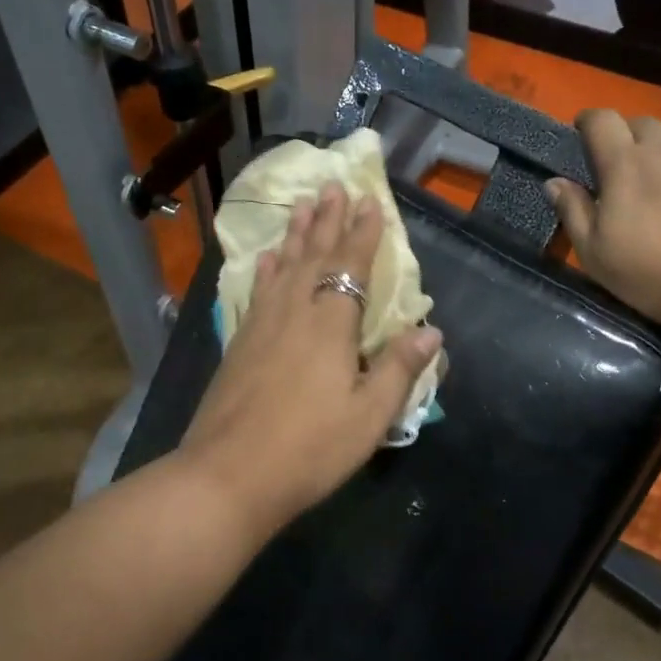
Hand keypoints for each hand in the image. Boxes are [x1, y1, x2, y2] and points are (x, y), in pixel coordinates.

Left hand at [179, 183, 442, 532]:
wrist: (229, 474)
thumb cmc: (309, 449)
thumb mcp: (369, 416)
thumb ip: (399, 368)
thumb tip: (432, 330)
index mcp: (331, 324)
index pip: (352, 265)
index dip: (363, 233)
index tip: (369, 201)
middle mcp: (295, 311)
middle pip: (315, 254)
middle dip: (328, 219)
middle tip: (332, 186)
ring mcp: (262, 324)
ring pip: (283, 265)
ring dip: (296, 233)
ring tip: (302, 205)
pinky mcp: (240, 341)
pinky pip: (258, 289)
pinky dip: (266, 268)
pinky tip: (266, 258)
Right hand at [546, 112, 660, 348]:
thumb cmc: (660, 278)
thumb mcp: (598, 257)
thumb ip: (573, 212)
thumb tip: (554, 182)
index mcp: (626, 164)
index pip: (601, 120)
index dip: (590, 122)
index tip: (586, 134)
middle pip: (643, 125)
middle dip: (632, 142)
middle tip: (633, 175)